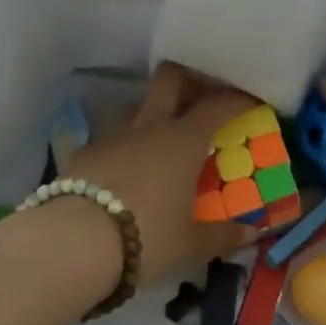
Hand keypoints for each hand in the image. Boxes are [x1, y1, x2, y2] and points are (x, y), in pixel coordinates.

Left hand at [66, 64, 258, 288]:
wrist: (73, 245)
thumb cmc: (147, 237)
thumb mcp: (191, 244)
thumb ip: (223, 235)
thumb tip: (252, 234)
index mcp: (184, 140)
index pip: (219, 104)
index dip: (239, 98)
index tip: (252, 102)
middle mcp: (149, 126)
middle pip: (170, 79)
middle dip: (190, 80)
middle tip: (203, 99)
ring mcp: (113, 135)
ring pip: (137, 103)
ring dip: (153, 110)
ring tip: (163, 135)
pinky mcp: (84, 152)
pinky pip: (112, 135)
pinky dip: (126, 142)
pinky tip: (128, 167)